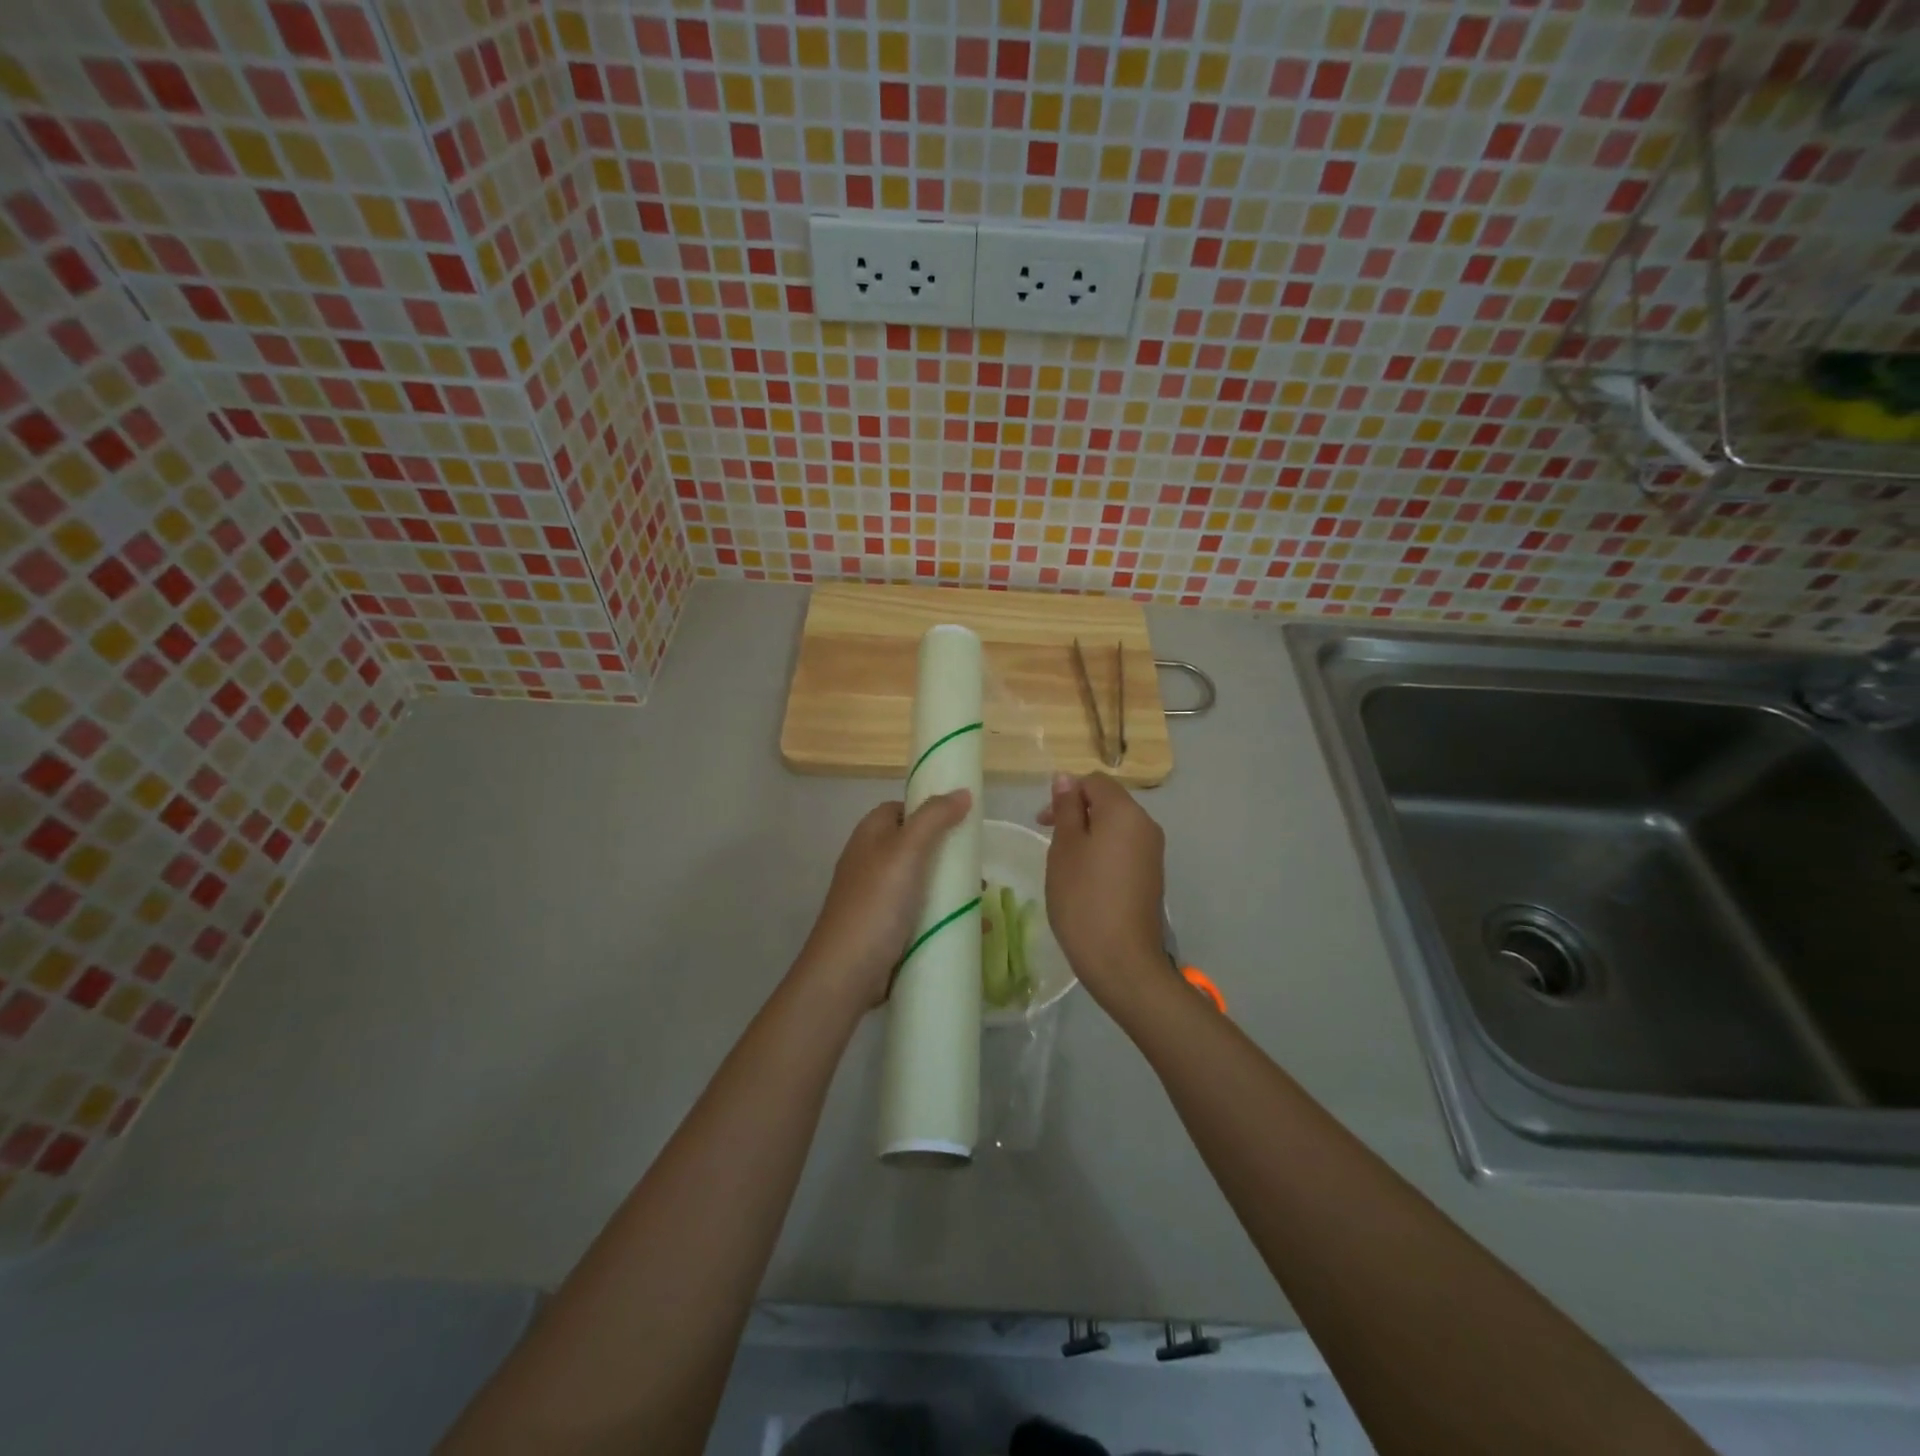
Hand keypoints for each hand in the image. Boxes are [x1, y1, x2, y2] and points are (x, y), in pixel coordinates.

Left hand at [792, 790, 972, 1013]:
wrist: (846, 972)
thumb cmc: (876, 903)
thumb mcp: (907, 851)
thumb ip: (934, 818)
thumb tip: (962, 792)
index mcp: (870, 836)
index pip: (901, 809)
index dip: (929, 810)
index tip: (962, 821)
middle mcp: (871, 862)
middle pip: (915, 847)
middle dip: (948, 855)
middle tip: (976, 867)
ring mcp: (877, 898)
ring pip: (922, 883)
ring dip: (951, 888)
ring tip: (981, 898)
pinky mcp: (886, 929)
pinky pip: (921, 915)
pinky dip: (945, 916)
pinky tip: (972, 927)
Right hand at [1038, 773, 1167, 1009]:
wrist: (1122, 960)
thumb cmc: (1084, 897)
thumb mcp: (1065, 848)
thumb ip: (1067, 809)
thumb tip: (1066, 778)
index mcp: (1125, 812)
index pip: (1095, 781)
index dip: (1066, 793)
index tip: (1043, 821)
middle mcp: (1146, 825)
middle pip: (1108, 802)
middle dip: (1076, 813)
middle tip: (1049, 840)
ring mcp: (1152, 852)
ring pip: (1115, 827)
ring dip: (1088, 834)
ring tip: (1064, 863)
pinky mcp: (1151, 876)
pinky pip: (1124, 849)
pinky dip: (1102, 853)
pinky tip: (1085, 880)